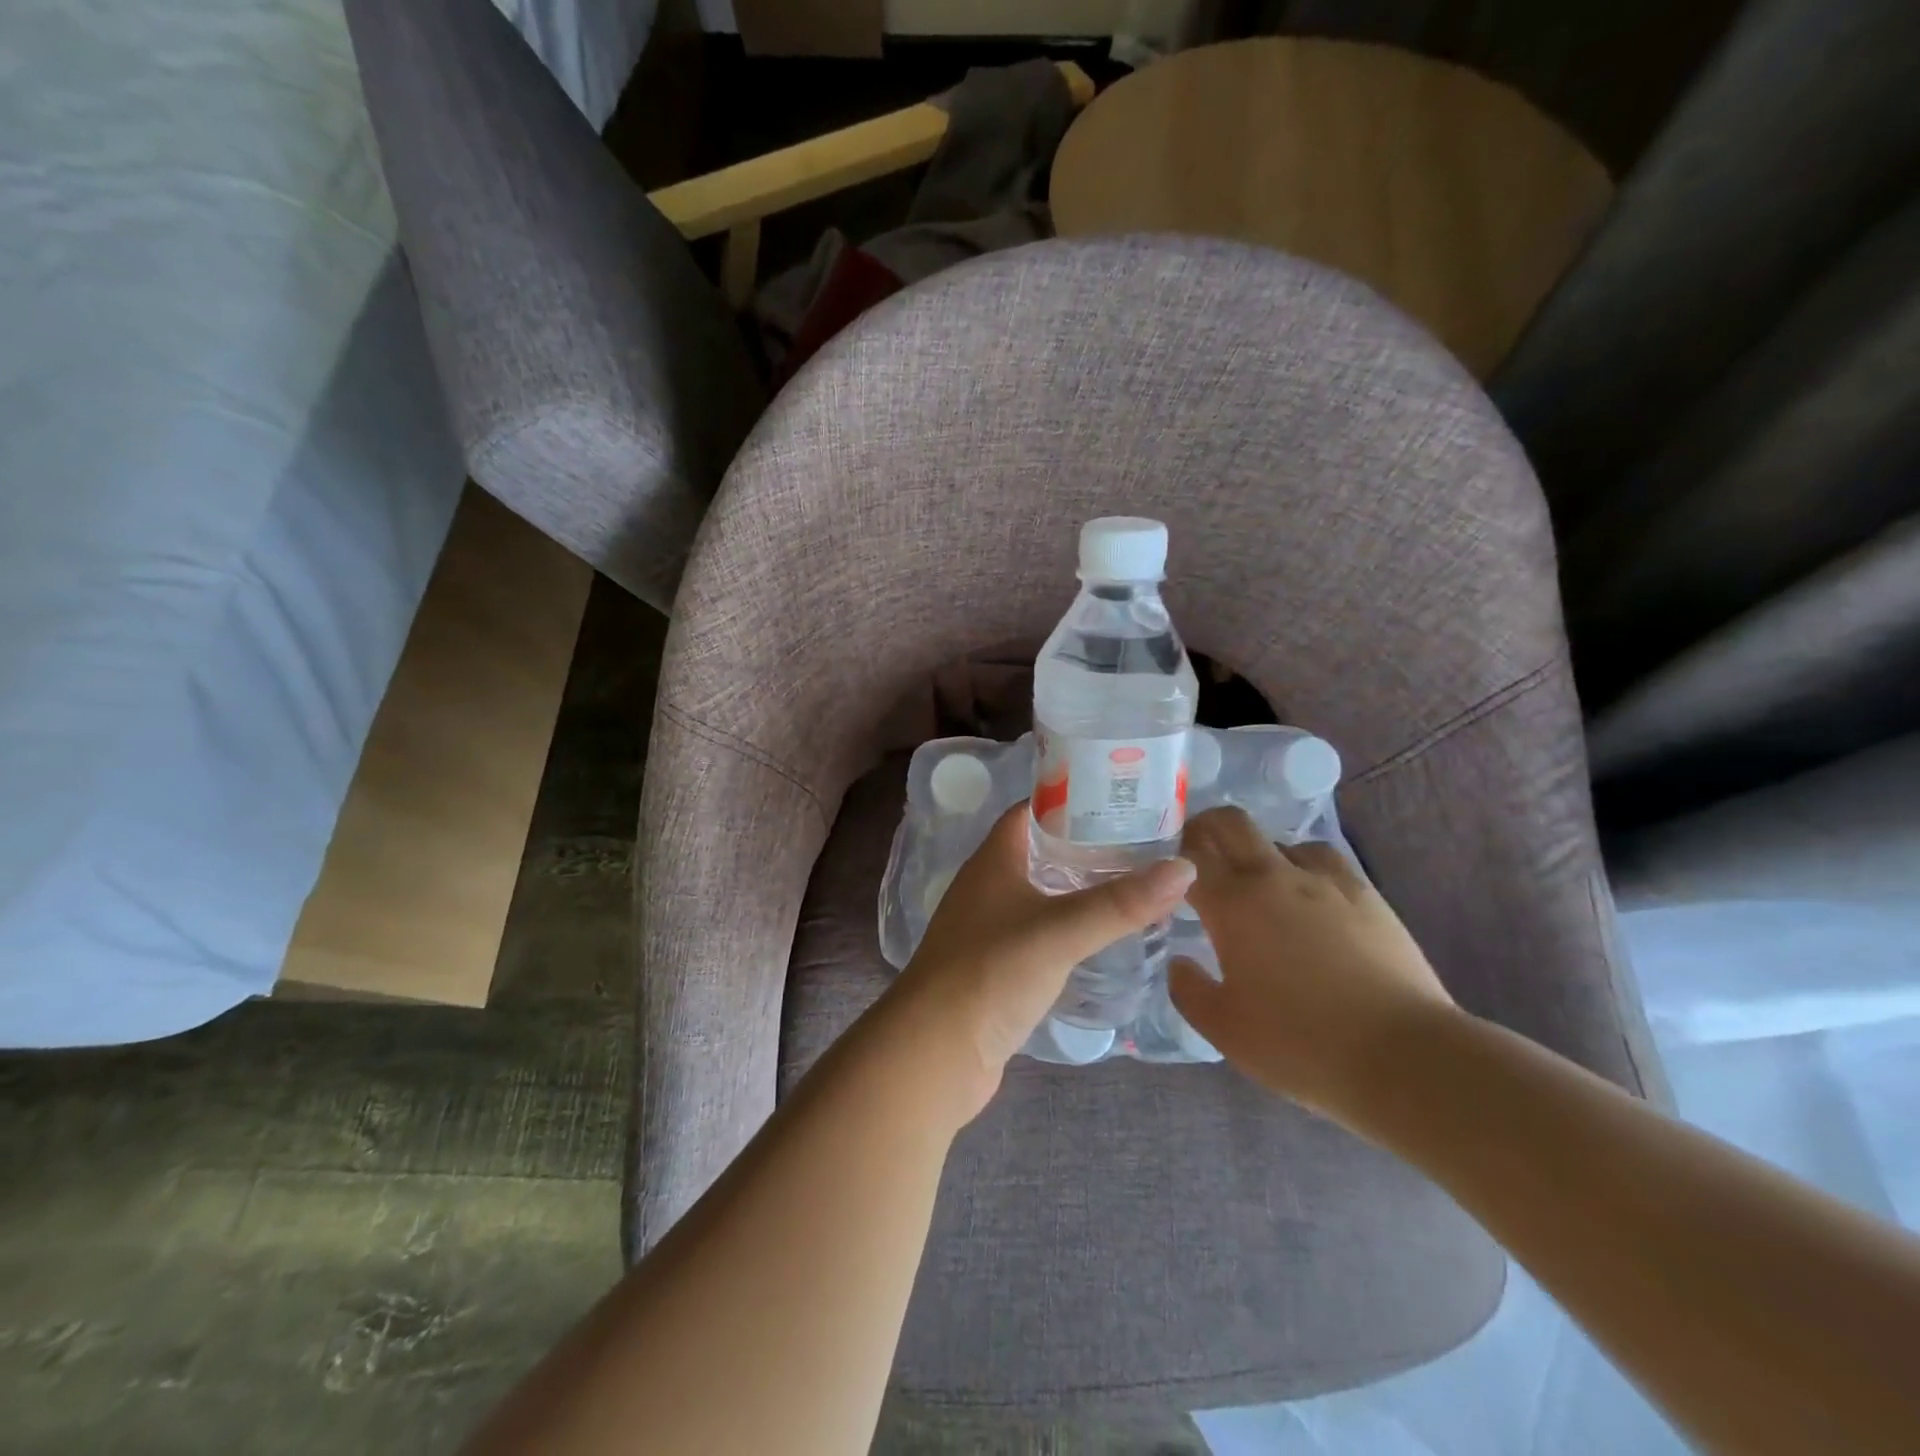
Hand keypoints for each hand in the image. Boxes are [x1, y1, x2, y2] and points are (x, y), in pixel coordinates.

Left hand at [887, 804, 1194, 1123]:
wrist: (934, 1054)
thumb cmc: (990, 974)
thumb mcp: (1060, 931)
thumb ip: (1120, 903)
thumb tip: (1186, 868)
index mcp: (993, 861)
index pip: (1031, 811)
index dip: (1071, 798)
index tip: (1121, 798)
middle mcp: (988, 887)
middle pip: (1041, 851)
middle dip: (1087, 845)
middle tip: (1144, 844)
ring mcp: (991, 929)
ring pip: (1043, 894)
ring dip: (1081, 889)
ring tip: (1137, 885)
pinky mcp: (999, 967)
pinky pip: (1042, 933)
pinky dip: (1072, 928)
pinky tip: (1106, 937)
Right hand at [1169, 807, 1456, 1124]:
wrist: (1405, 1058)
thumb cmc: (1301, 1044)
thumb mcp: (1225, 1030)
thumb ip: (1189, 990)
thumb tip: (1179, 962)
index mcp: (1232, 905)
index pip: (1186, 858)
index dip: (1167, 857)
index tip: (1159, 870)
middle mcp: (1273, 877)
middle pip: (1230, 822)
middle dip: (1205, 828)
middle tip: (1196, 854)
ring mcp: (1324, 881)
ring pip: (1279, 839)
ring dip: (1258, 852)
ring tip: (1257, 884)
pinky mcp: (1365, 894)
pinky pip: (1323, 860)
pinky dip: (1303, 866)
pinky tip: (1308, 896)